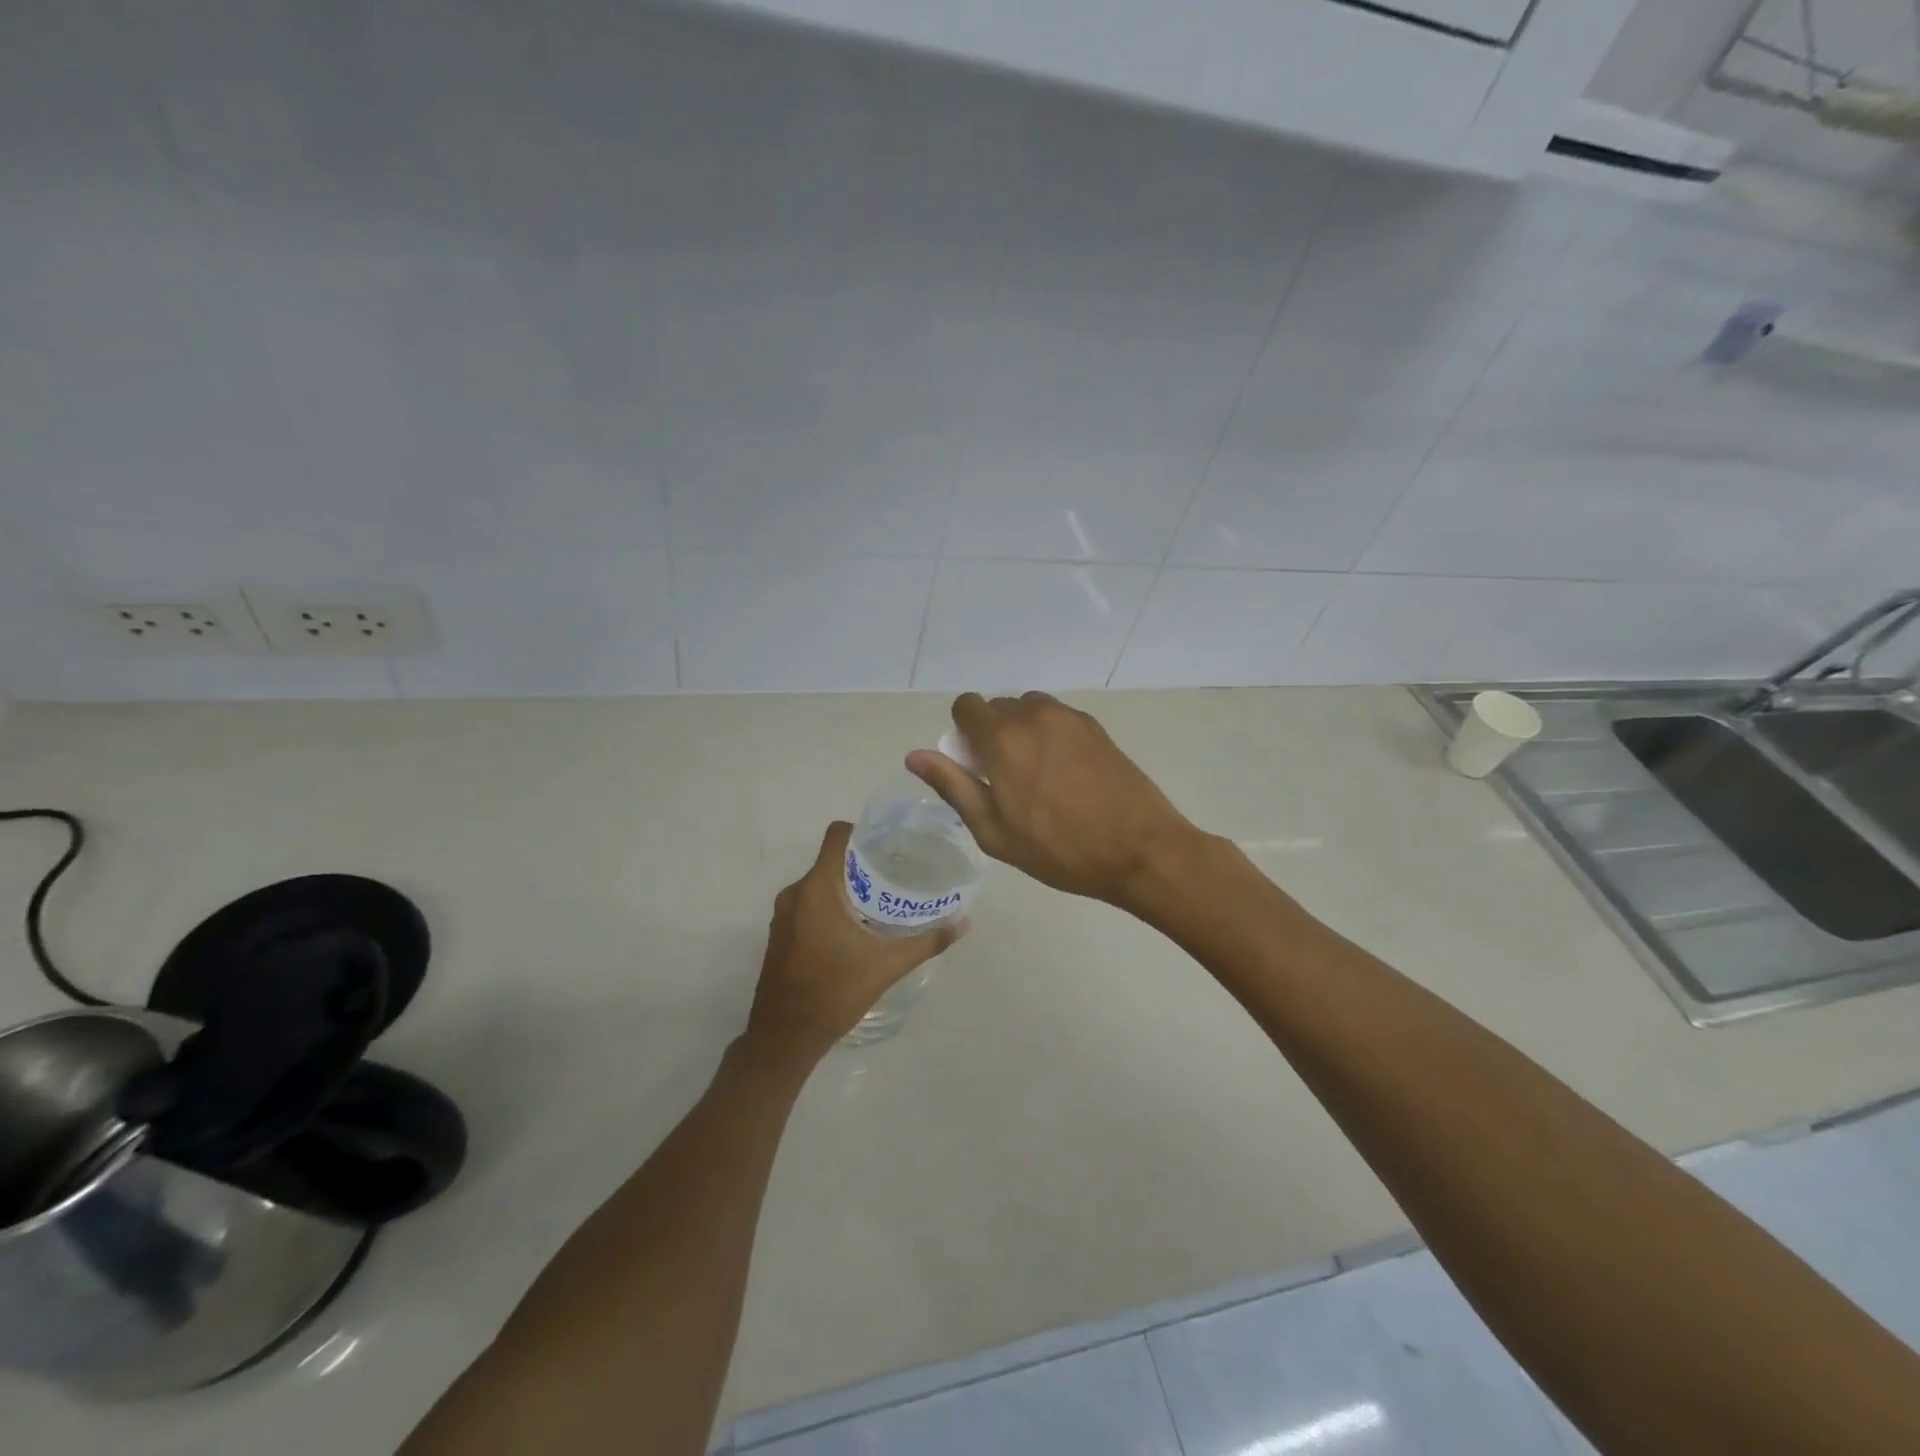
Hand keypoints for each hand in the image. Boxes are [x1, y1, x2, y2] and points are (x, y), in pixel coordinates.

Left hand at [745, 821, 965, 1067]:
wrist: (784, 1037)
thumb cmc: (834, 993)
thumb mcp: (886, 967)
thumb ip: (927, 942)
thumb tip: (964, 923)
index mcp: (817, 889)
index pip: (837, 836)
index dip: (863, 831)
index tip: (892, 843)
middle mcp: (796, 893)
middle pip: (832, 859)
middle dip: (864, 862)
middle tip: (899, 872)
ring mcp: (784, 914)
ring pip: (820, 883)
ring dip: (848, 885)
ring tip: (883, 898)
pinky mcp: (781, 932)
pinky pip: (810, 902)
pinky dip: (833, 904)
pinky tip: (858, 925)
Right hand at [906, 692, 1200, 908]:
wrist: (1140, 849)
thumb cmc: (1060, 849)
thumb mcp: (994, 831)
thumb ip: (953, 786)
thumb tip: (915, 756)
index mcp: (1003, 739)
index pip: (967, 706)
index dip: (963, 732)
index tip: (975, 765)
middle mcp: (1035, 715)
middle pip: (999, 707)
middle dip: (992, 734)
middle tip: (1007, 780)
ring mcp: (1070, 718)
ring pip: (1030, 710)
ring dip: (1023, 732)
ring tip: (1039, 777)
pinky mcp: (1096, 727)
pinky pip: (1058, 719)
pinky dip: (1050, 736)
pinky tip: (1067, 775)